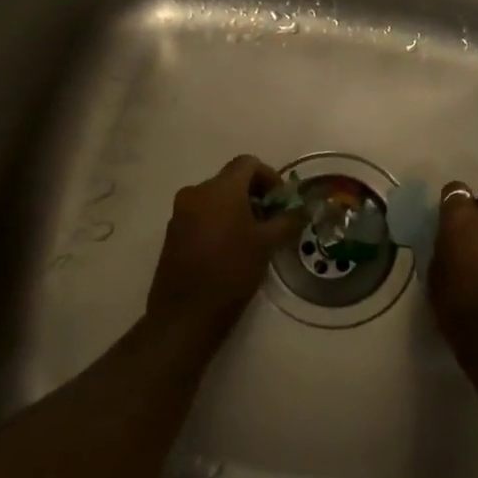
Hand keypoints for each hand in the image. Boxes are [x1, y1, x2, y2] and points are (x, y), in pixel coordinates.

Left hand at [146, 155, 304, 333]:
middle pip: (231, 179)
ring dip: (236, 208)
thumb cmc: (231, 271)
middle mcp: (196, 192)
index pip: (248, 163)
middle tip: (271, 219)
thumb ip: (288, 220)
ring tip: (253, 236)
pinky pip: (201, 214)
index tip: (281, 201)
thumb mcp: (267, 244)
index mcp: (220, 188)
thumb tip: (304, 208)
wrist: (185, 314)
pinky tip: (230, 248)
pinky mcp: (172, 232)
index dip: (269, 176)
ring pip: (215, 197)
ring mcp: (180, 212)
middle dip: (254, 194)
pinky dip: (218, 220)